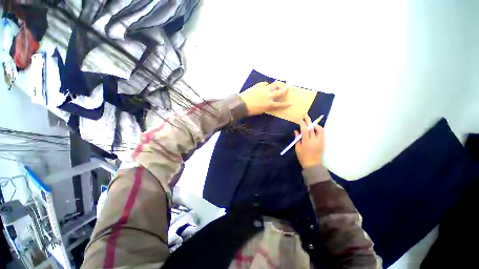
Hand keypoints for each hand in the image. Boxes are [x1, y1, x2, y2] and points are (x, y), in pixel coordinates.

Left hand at [239, 81, 290, 115]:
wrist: (242, 104)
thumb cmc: (251, 110)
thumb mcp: (261, 111)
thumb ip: (267, 107)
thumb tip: (268, 104)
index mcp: (270, 105)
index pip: (280, 105)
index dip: (286, 104)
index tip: (290, 103)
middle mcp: (269, 96)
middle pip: (280, 92)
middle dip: (284, 90)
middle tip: (287, 88)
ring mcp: (265, 90)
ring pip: (274, 85)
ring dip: (277, 85)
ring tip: (277, 84)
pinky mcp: (259, 85)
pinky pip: (265, 83)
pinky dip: (266, 84)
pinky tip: (265, 85)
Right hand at [294, 114, 324, 167]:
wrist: (313, 165)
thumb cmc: (303, 157)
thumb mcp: (297, 148)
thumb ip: (297, 139)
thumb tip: (296, 131)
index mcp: (306, 142)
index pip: (304, 130)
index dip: (302, 123)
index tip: (299, 119)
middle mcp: (314, 140)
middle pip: (312, 127)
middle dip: (308, 120)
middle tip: (305, 114)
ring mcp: (320, 141)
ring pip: (319, 129)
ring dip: (314, 124)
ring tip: (310, 123)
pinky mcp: (323, 142)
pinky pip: (322, 133)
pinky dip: (318, 129)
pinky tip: (315, 129)